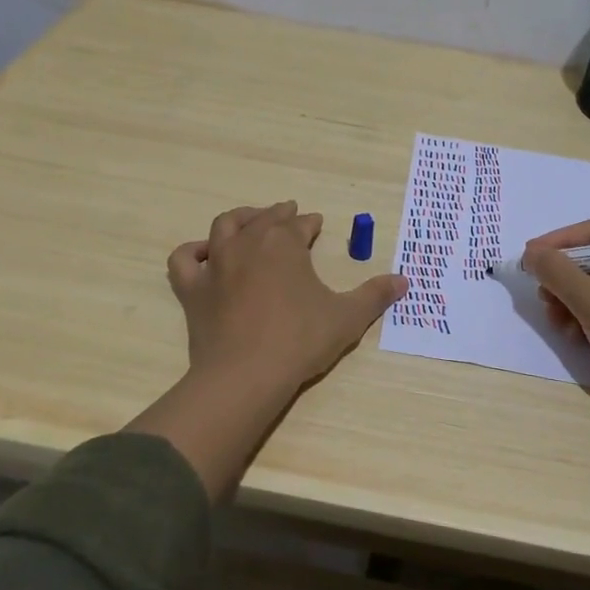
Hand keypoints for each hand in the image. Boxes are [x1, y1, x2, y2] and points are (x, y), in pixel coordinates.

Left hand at [167, 201, 407, 399]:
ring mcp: (216, 264)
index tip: (316, 224)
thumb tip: (404, 281)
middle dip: (279, 215)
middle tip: (289, 215)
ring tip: (250, 221)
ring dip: (240, 219)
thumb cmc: (301, 340)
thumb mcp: (347, 317)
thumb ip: (375, 295)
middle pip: (264, 219)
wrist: (246, 375)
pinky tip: (203, 254)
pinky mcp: (193, 289)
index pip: (299, 224)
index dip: (309, 223)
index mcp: (284, 243)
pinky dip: (193, 252)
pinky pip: (184, 260)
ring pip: (224, 227)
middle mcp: (248, 243)